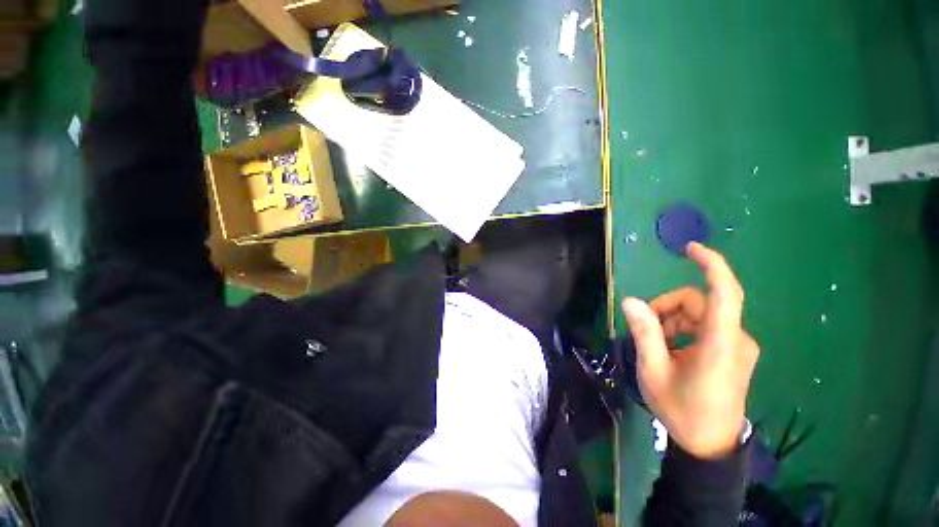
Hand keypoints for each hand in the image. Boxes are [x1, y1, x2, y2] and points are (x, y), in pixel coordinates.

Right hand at [622, 243, 758, 458]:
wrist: (710, 444)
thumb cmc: (682, 410)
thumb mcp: (654, 371)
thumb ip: (644, 333)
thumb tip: (630, 300)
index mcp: (720, 345)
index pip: (724, 293)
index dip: (711, 265)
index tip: (691, 249)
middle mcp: (735, 339)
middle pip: (697, 303)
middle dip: (665, 309)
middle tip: (644, 330)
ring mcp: (737, 345)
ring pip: (698, 313)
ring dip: (671, 321)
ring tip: (655, 345)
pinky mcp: (734, 351)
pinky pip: (704, 325)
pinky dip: (681, 329)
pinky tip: (670, 349)